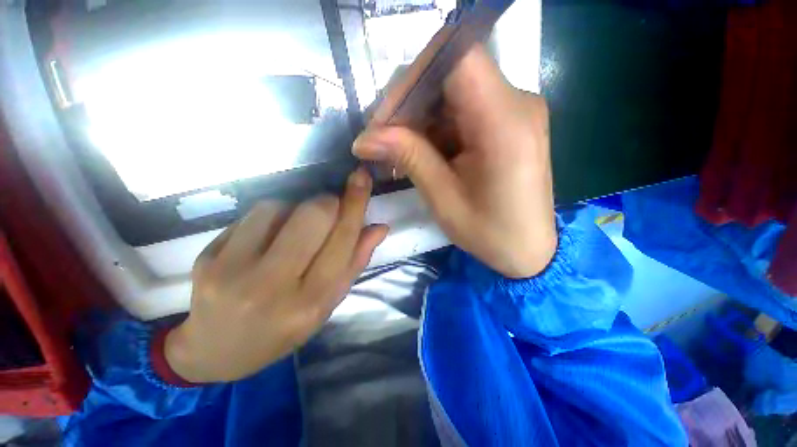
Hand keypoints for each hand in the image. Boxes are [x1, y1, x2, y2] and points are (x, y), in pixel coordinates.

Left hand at [164, 168, 387, 382]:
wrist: (217, 350)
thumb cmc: (284, 329)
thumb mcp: (328, 303)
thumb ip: (354, 262)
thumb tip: (379, 227)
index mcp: (311, 301)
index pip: (342, 240)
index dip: (355, 204)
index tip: (361, 176)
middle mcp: (273, 286)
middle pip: (312, 216)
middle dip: (328, 202)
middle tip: (329, 209)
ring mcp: (232, 270)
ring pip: (279, 207)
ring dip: (297, 208)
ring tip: (294, 229)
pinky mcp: (208, 257)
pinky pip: (252, 214)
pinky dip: (271, 214)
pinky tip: (269, 234)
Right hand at [353, 45, 555, 277]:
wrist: (528, 249)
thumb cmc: (490, 233)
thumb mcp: (443, 198)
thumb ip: (409, 157)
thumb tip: (364, 139)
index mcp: (505, 122)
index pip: (455, 59)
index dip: (413, 79)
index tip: (384, 119)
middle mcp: (517, 103)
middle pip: (451, 75)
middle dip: (409, 106)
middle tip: (383, 141)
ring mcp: (514, 111)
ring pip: (453, 94)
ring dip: (420, 121)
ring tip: (398, 153)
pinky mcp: (508, 123)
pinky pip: (463, 111)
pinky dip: (436, 129)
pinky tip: (422, 154)